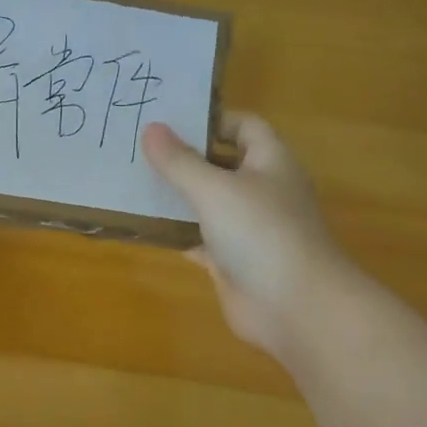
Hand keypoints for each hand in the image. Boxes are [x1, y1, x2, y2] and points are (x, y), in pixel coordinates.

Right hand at [142, 113, 350, 358]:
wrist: (295, 307)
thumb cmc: (261, 233)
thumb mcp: (214, 189)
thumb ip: (179, 161)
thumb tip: (151, 128)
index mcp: (270, 162)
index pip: (244, 126)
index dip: (211, 119)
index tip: (169, 120)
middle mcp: (261, 191)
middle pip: (221, 163)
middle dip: (184, 156)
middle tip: (138, 147)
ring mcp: (247, 228)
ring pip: (207, 202)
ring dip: (176, 194)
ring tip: (132, 180)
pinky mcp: (232, 261)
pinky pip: (198, 238)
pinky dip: (175, 232)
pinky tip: (143, 225)